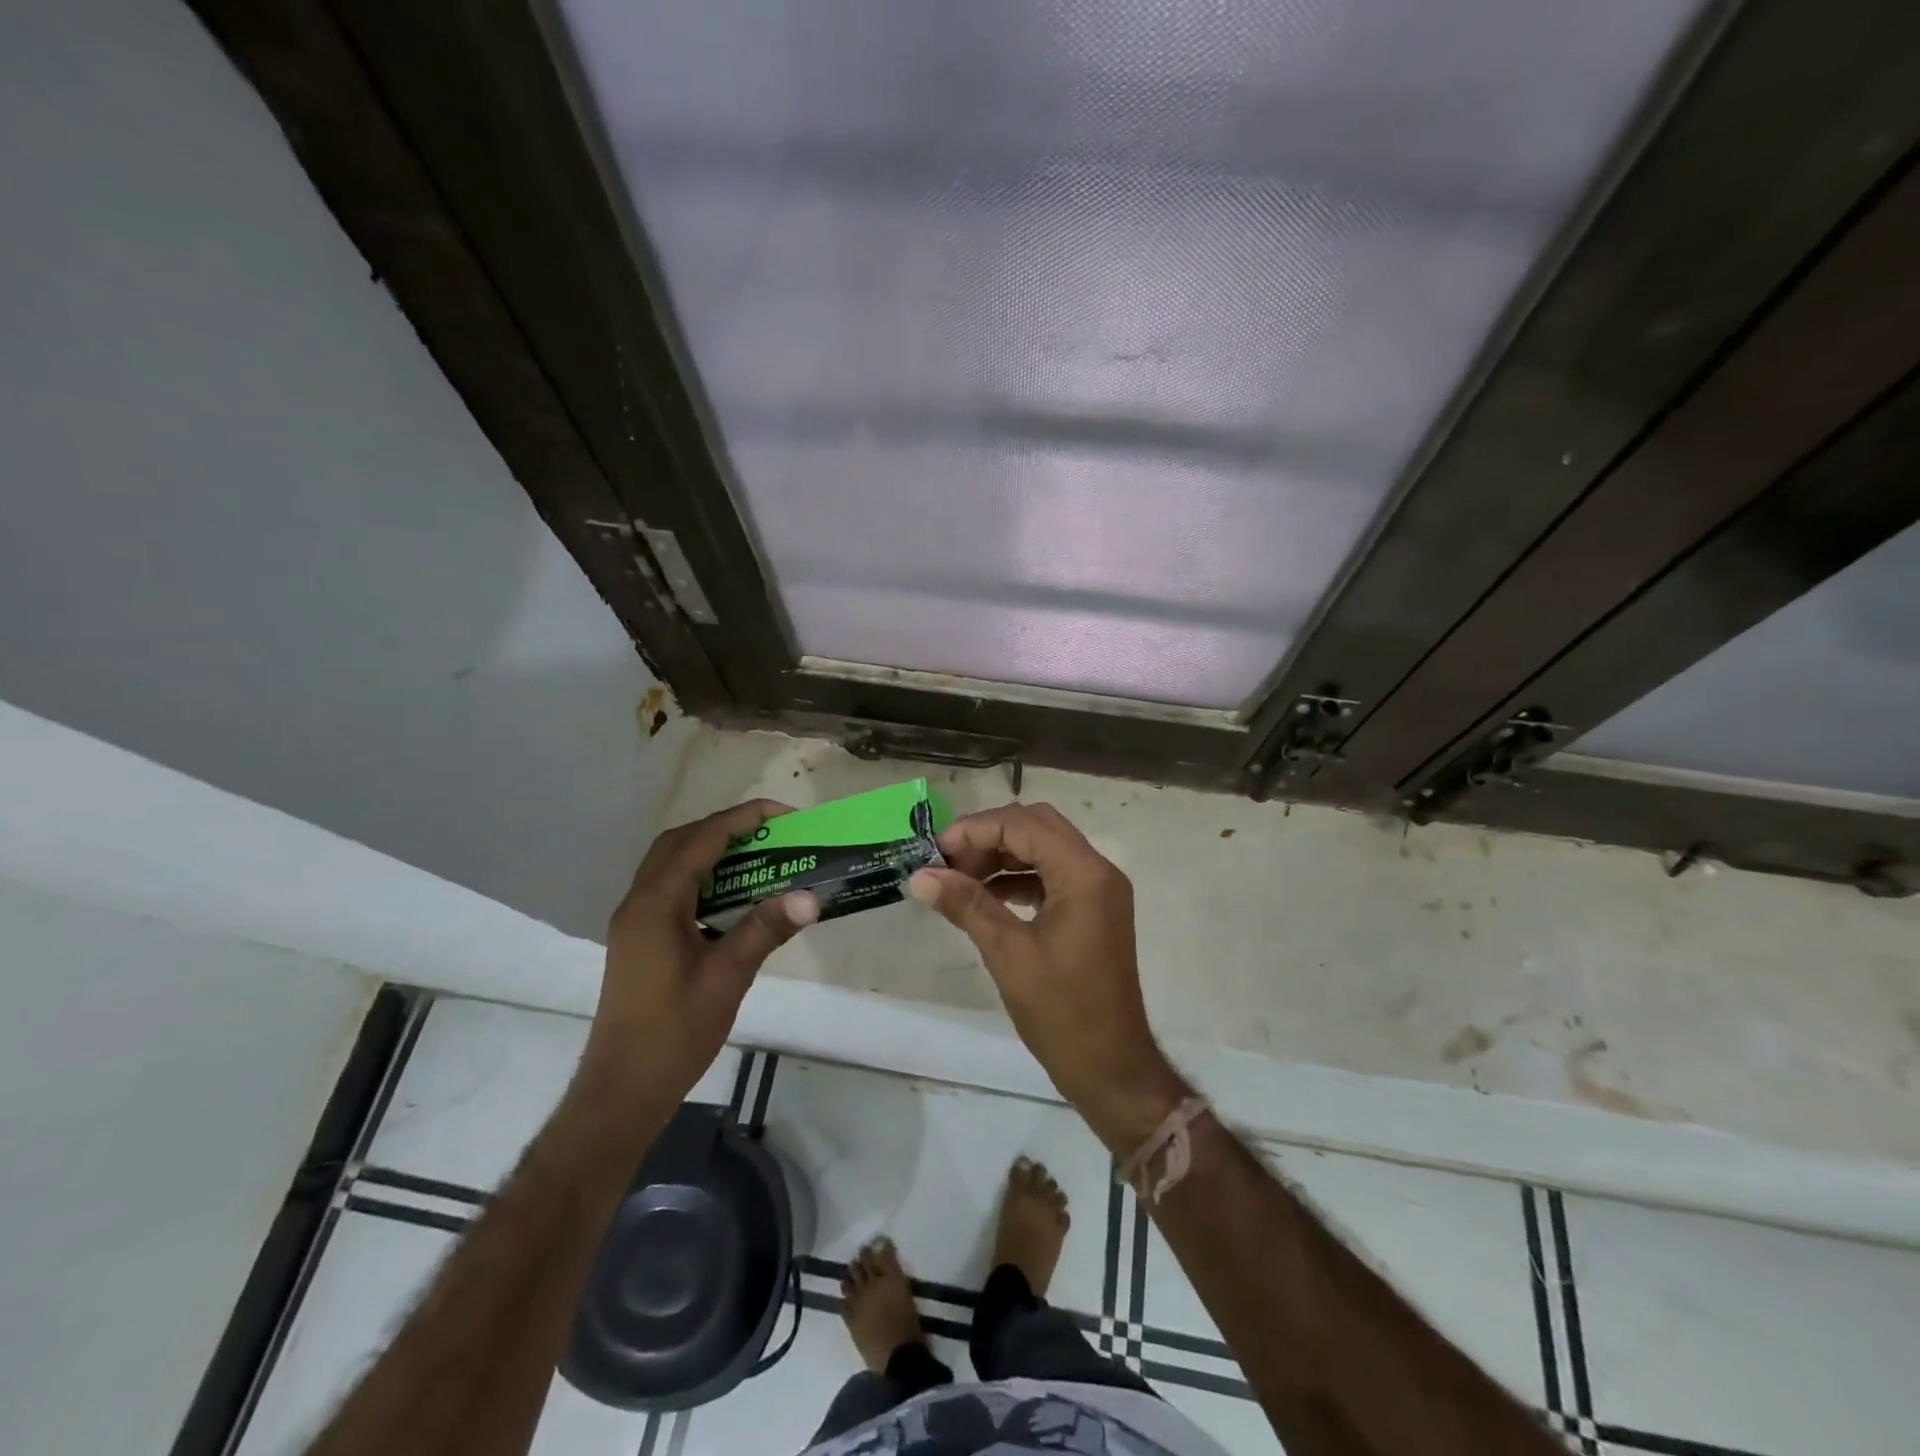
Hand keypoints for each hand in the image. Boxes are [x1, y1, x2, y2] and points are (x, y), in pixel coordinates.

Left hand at [580, 800, 818, 1103]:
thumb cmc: (674, 1032)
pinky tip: (734, 897)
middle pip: (680, 843)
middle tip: (771, 833)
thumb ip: (765, 929)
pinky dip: (704, 879)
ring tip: (759, 857)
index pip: (701, 841)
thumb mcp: (727, 976)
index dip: (743, 819)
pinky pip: (673, 890)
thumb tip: (811, 896)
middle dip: (725, 828)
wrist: (623, 1089)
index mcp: (655, 904)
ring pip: (673, 865)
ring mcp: (636, 922)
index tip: (784, 814)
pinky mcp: (640, 940)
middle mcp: (639, 902)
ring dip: (713, 852)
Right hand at [908, 803, 1186, 1147]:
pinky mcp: (1094, 909)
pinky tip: (986, 896)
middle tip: (948, 863)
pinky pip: (1052, 874)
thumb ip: (966, 905)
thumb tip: (920, 876)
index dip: (975, 830)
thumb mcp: (1008, 954)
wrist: (1111, 1067)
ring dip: (1002, 855)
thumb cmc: (1061, 1012)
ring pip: (1044, 847)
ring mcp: (1099, 889)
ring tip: (959, 879)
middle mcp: (1098, 870)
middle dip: (988, 837)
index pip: (1024, 825)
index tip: (936, 853)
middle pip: (1037, 826)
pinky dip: (1019, 877)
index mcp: (1084, 874)